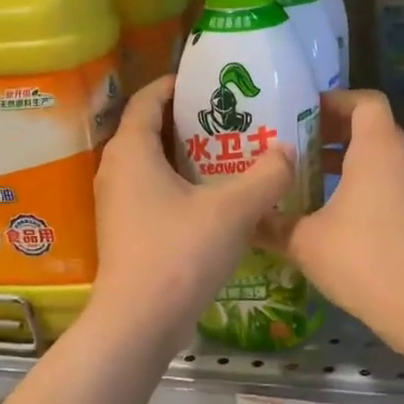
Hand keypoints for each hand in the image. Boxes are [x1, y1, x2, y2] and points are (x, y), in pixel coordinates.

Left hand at [89, 75, 293, 334]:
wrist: (139, 323)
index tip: (212, 81)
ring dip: (186, 156)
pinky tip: (214, 198)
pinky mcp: (125, 231)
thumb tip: (288, 151)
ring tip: (229, 153)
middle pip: (150, 129)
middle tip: (232, 117)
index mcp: (132, 150)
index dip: (178, 84)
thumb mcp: (234, 210)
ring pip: (152, 164)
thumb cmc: (180, 254)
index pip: (149, 98)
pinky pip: (152, 192)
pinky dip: (179, 185)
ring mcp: (116, 203)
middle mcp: (115, 170)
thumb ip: (267, 175)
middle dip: (189, 120)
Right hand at [257, 89, 403, 329]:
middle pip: (370, 128)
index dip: (335, 100)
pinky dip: (356, 185)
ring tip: (303, 175)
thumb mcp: (303, 240)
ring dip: (343, 160)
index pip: (365, 102)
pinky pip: (383, 185)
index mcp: (376, 151)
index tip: (302, 113)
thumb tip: (246, 218)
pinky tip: (324, 211)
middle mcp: (399, 162)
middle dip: (332, 131)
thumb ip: (272, 224)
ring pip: (377, 159)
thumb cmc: (360, 258)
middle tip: (294, 143)